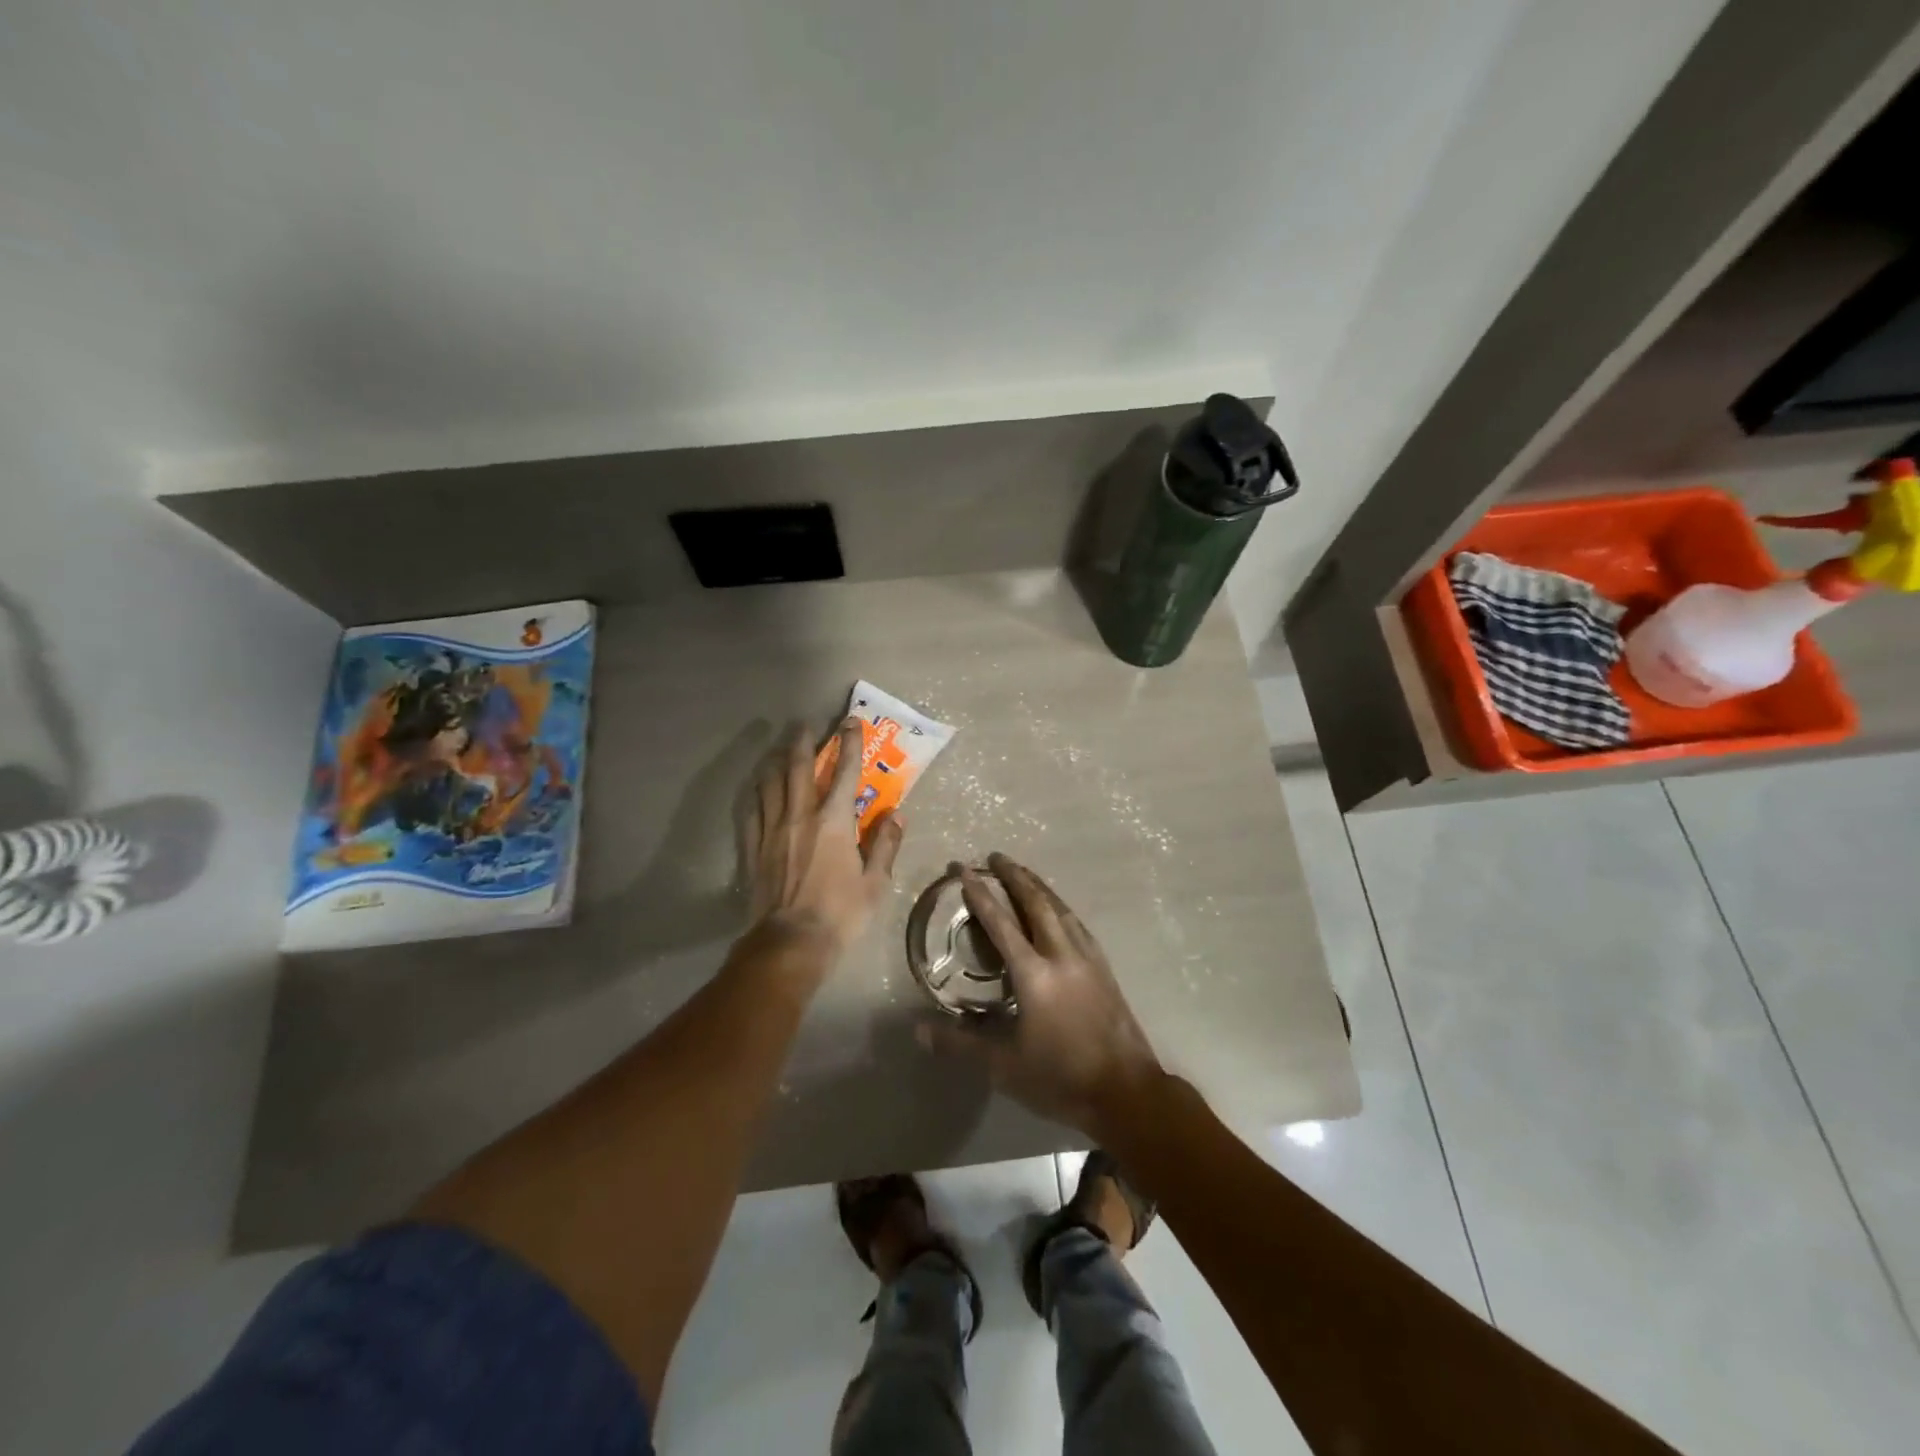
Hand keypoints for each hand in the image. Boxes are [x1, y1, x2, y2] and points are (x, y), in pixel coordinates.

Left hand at [740, 719, 903, 960]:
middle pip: (797, 768)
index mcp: (834, 822)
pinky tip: (758, 788)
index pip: (844, 772)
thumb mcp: (875, 883)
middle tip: (804, 724)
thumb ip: (886, 845)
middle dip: (803, 741)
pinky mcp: (754, 848)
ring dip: (775, 761)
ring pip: (770, 784)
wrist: (790, 942)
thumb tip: (897, 814)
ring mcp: (772, 830)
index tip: (850, 722)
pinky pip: (752, 810)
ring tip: (779, 750)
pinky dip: (756, 793)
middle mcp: (801, 816)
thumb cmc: (840, 913)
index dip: (849, 743)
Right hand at [925, 853, 1162, 1140]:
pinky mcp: (1104, 968)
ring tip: (1023, 872)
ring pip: (1060, 908)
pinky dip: (1061, 907)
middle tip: (996, 856)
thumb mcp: (1003, 1066)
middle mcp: (1061, 954)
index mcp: (1033, 973)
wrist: (1126, 1091)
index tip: (963, 869)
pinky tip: (1059, 910)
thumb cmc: (1060, 1078)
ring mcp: (1087, 958)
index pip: (1000, 922)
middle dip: (1014, 876)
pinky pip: (1078, 924)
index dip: (979, 893)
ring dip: (1039, 886)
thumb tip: (918, 1030)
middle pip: (1036, 902)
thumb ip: (960, 1043)